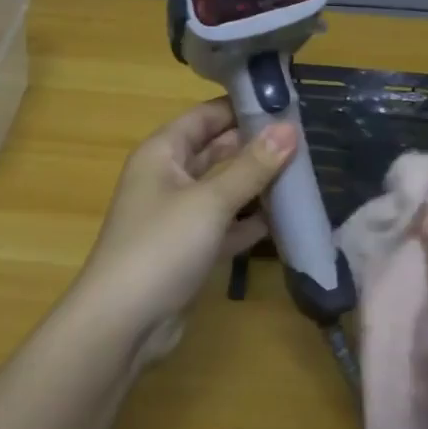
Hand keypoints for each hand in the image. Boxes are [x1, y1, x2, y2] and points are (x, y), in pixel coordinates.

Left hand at [75, 100, 297, 359]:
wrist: (121, 325)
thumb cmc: (161, 247)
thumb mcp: (210, 201)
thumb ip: (252, 166)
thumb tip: (290, 128)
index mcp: (162, 153)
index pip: (205, 116)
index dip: (241, 107)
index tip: (286, 103)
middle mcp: (167, 178)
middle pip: (216, 151)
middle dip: (255, 146)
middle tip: (306, 140)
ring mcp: (177, 216)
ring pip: (223, 189)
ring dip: (257, 184)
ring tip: (304, 173)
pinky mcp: (188, 250)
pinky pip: (224, 225)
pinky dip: (249, 222)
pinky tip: (285, 220)